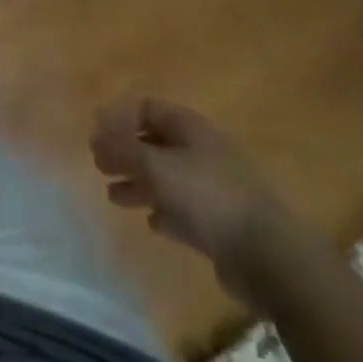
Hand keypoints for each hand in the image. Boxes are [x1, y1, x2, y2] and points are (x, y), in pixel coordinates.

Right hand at [90, 98, 304, 307]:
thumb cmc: (208, 196)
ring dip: (139, 183)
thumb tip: (95, 136)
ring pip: (166, 177)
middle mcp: (200, 150)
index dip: (119, 117)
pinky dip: (164, 211)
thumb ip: (122, 149)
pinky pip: (183, 210)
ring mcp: (212, 187)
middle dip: (126, 152)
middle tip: (99, 165)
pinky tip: (151, 222)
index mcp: (189, 126)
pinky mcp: (220, 223)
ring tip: (113, 196)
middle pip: (155, 142)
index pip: (147, 107)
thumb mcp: (157, 166)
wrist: (267, 254)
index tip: (95, 134)